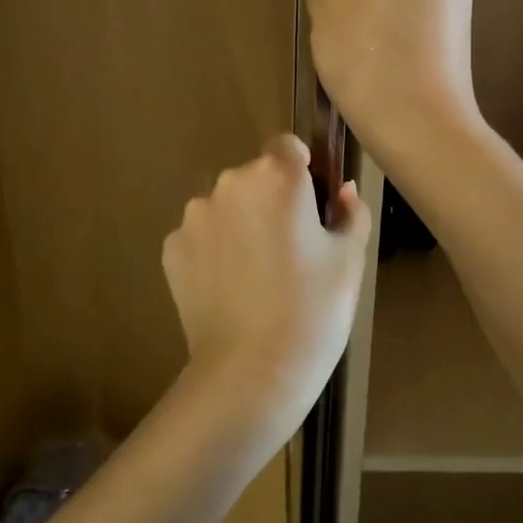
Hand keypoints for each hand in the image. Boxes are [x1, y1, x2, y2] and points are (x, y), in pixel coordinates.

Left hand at [162, 135, 370, 433]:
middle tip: (291, 251)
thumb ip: (351, 212)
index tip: (311, 210)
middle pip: (255, 178)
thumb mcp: (349, 260)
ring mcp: (194, 216)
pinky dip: (214, 252)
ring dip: (240, 225)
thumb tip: (343, 191)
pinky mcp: (171, 249)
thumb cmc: (313, 311)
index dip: (301, 173)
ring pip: (226, 207)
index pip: (287, 147)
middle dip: (271, 201)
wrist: (251, 374)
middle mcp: (229, 183)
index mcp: (277, 177)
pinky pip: (201, 237)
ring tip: (257, 276)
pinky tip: (230, 291)